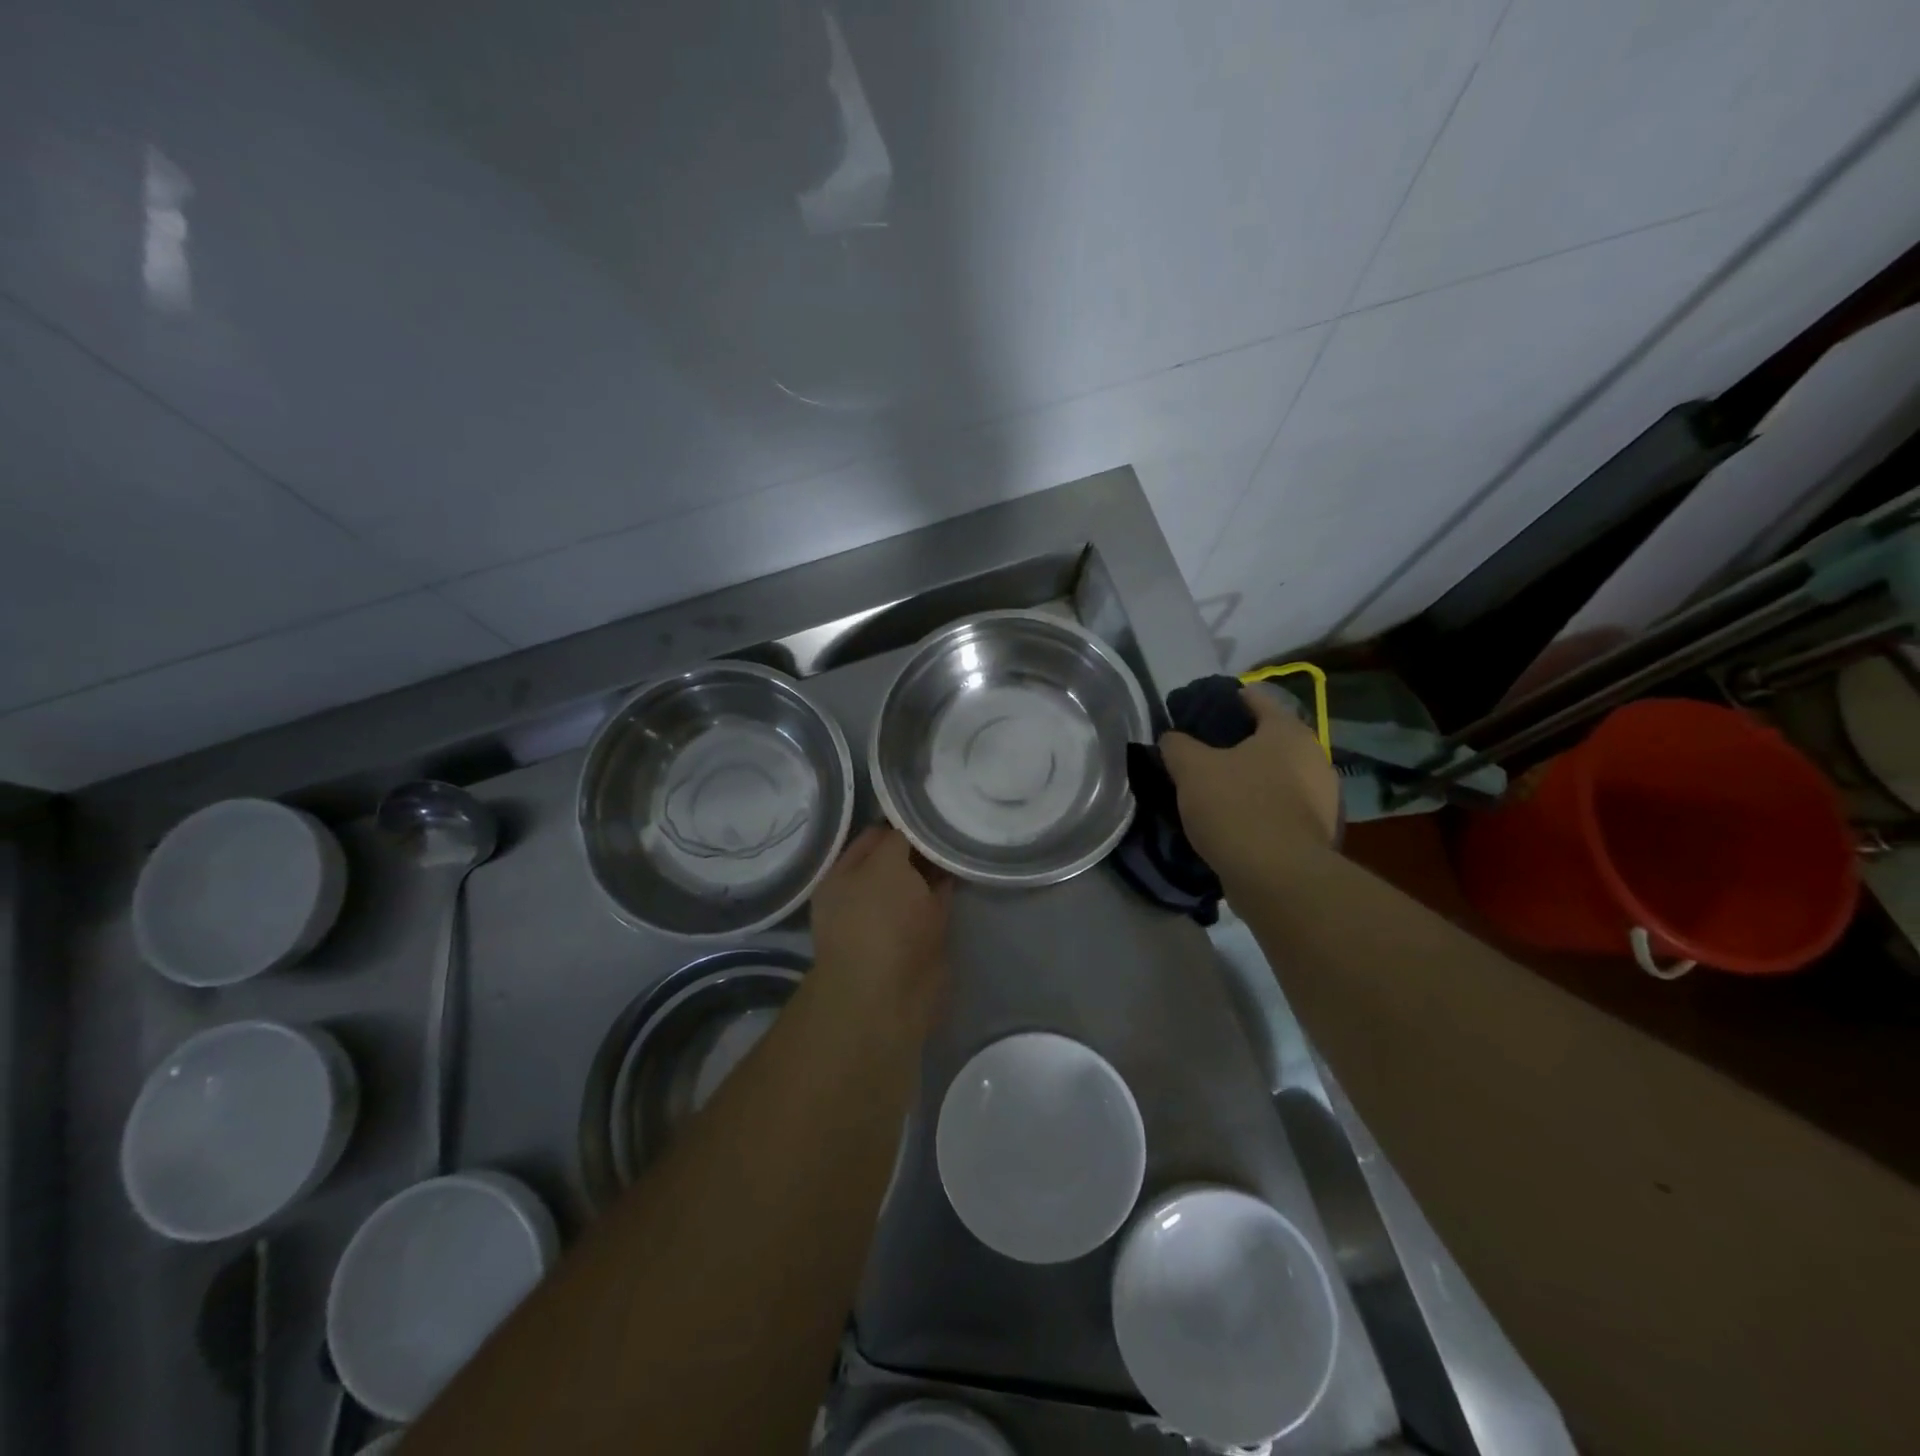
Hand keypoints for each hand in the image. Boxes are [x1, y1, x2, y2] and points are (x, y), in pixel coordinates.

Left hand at [809, 826, 951, 1031]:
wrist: (890, 997)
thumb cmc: (876, 923)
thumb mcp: (884, 866)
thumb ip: (899, 840)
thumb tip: (913, 824)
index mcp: (844, 876)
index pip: (876, 836)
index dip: (902, 820)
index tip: (931, 803)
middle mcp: (867, 894)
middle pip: (899, 858)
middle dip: (922, 842)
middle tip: (953, 816)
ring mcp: (895, 917)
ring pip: (920, 880)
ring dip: (938, 863)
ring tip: (962, 835)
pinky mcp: (921, 937)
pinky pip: (937, 900)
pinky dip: (950, 884)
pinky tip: (966, 864)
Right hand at [1160, 687, 1339, 886]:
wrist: (1277, 877)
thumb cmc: (1236, 807)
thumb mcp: (1191, 769)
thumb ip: (1177, 745)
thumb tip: (1172, 738)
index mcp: (1288, 732)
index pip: (1258, 699)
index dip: (1230, 699)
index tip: (1205, 708)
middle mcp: (1314, 757)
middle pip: (1271, 740)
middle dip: (1241, 744)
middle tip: (1206, 752)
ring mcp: (1323, 798)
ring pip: (1279, 776)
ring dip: (1253, 779)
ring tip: (1217, 788)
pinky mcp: (1318, 832)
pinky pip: (1283, 808)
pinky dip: (1262, 808)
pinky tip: (1236, 819)